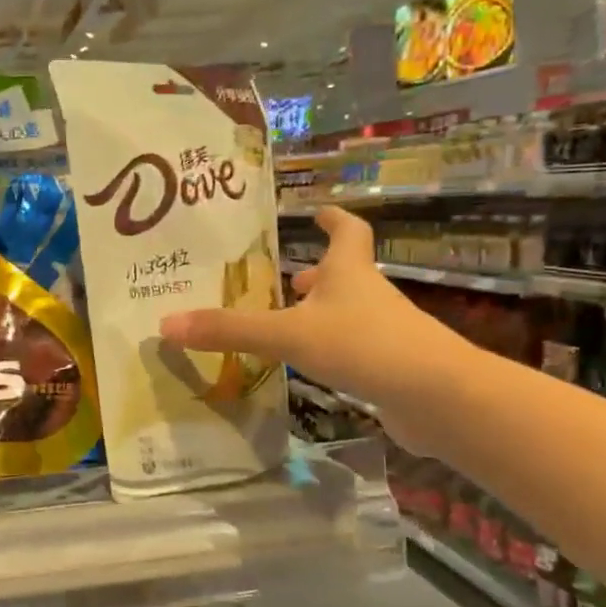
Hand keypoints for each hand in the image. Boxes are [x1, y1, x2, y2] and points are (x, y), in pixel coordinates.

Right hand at [161, 207, 473, 453]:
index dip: (333, 219)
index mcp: (349, 272)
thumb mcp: (288, 334)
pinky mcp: (390, 367)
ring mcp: (385, 332)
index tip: (320, 209)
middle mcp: (369, 295)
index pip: (347, 232)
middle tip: (287, 277)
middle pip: (345, 274)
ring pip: (349, 312)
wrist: (438, 397)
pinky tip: (310, 365)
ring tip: (288, 321)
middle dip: (318, 273)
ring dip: (321, 312)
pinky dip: (332, 349)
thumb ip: (230, 330)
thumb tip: (166, 323)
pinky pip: (355, 349)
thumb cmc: (364, 345)